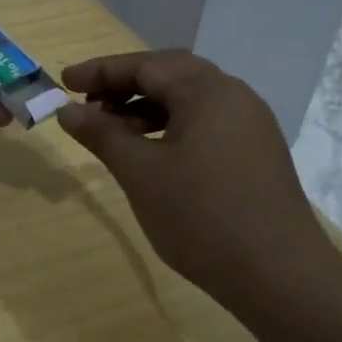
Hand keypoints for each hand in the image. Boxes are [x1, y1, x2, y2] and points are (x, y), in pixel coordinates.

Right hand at [55, 50, 339, 311]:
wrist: (279, 276)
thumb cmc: (201, 216)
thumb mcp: (140, 172)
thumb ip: (102, 134)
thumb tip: (68, 111)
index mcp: (208, 91)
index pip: (146, 65)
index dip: (100, 72)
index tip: (63, 83)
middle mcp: (234, 97)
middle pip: (170, 75)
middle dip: (124, 85)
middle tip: (87, 105)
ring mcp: (250, 127)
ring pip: (188, 102)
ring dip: (145, 108)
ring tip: (111, 133)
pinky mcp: (255, 155)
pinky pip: (204, 125)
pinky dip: (169, 128)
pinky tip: (150, 155)